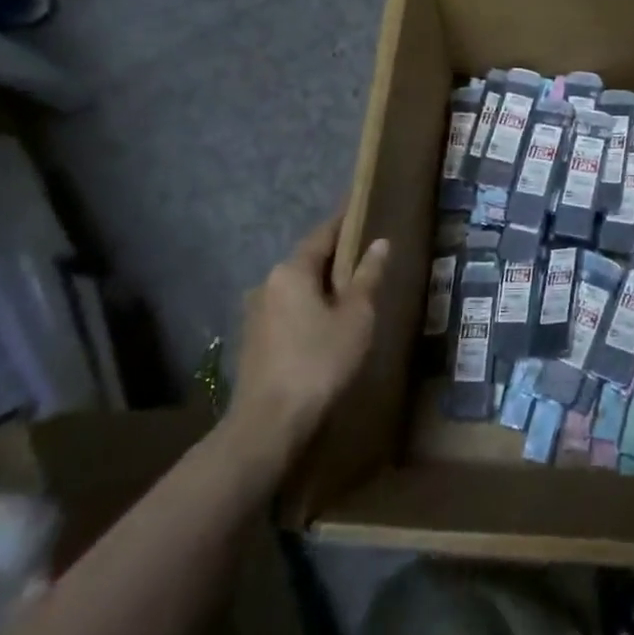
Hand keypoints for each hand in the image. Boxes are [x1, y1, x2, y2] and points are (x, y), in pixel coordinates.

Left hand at [223, 214, 386, 482]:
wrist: (268, 424)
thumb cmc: (320, 361)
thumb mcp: (356, 316)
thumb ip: (368, 276)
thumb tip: (380, 243)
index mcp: (292, 270)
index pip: (324, 233)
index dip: (346, 222)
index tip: (364, 210)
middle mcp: (268, 283)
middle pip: (308, 260)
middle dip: (336, 258)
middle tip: (367, 257)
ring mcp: (256, 313)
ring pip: (297, 288)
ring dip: (322, 287)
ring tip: (352, 294)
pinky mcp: (253, 341)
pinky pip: (288, 311)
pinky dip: (309, 309)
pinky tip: (327, 326)